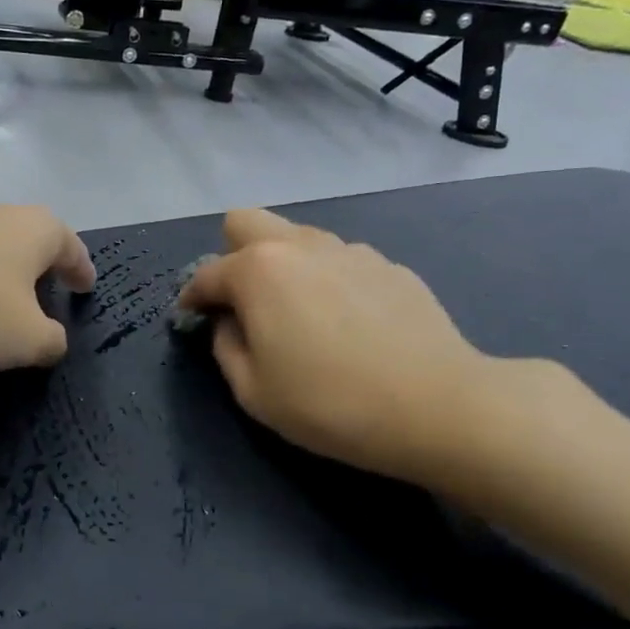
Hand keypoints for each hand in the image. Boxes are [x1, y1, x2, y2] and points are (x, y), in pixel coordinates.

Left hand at [0, 203, 94, 371]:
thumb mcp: (25, 337)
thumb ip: (51, 342)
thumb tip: (52, 341)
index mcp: (40, 231)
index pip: (74, 250)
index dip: (82, 272)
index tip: (87, 287)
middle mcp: (3, 217)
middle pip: (33, 246)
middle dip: (41, 273)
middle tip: (49, 301)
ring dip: (0, 280)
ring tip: (1, 312)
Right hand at [177, 209, 501, 484]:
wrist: (438, 406)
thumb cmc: (329, 404)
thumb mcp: (253, 391)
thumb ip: (226, 347)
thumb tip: (230, 323)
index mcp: (258, 271)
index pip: (206, 274)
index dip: (192, 299)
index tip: (191, 320)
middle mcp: (300, 246)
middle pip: (246, 222)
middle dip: (231, 254)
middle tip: (243, 301)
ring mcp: (350, 250)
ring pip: (297, 238)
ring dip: (283, 265)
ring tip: (300, 315)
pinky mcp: (389, 266)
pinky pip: (340, 261)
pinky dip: (328, 281)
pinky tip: (349, 324)